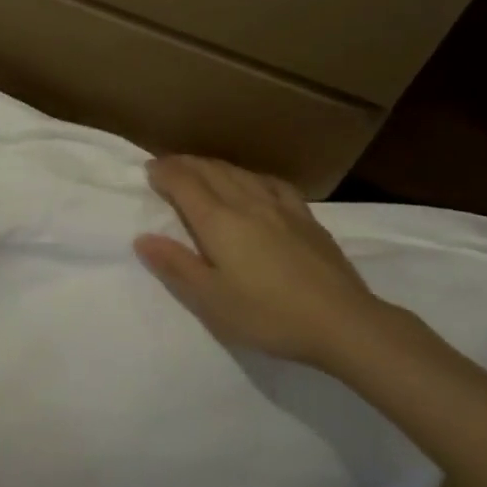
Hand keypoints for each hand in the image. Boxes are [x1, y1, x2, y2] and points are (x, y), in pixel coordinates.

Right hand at [134, 156, 391, 367]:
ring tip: (201, 169)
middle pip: (210, 171)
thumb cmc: (268, 315)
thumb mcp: (212, 300)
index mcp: (218, 222)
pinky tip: (253, 182)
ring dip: (213, 166)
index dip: (164, 172)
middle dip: (184, 164)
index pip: (184, 183)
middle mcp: (246, 203)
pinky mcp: (306, 218)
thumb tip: (143, 238)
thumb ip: (176, 265)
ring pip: (239, 173)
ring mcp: (280, 208)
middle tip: (167, 166)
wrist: (344, 323)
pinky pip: (272, 184)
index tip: (149, 170)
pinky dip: (251, 176)